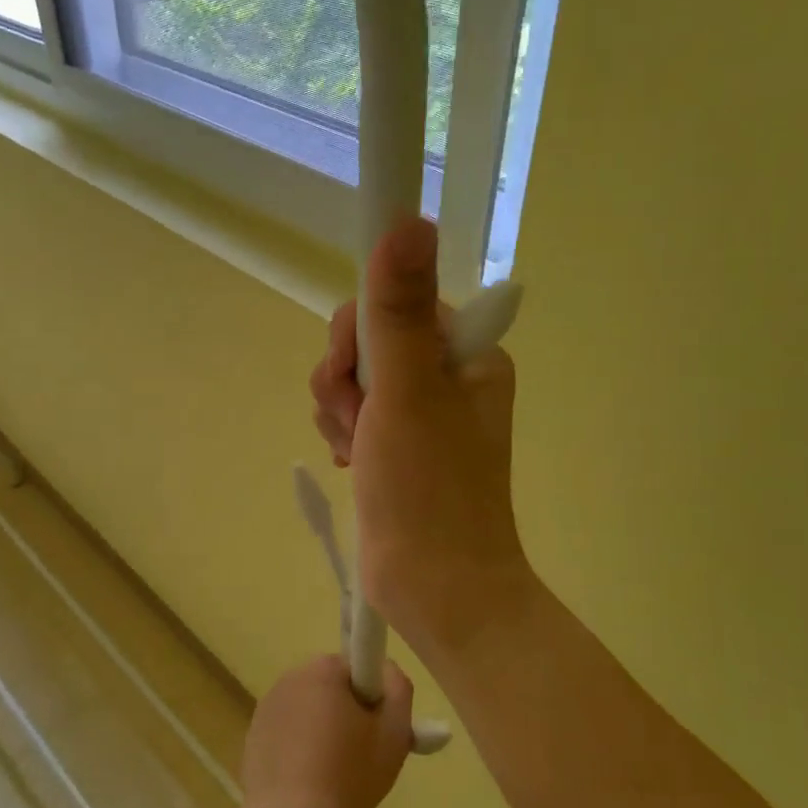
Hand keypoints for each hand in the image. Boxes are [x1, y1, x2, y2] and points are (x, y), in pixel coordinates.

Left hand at [236, 655, 412, 807]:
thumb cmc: (350, 776)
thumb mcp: (394, 732)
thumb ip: (398, 688)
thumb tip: (385, 669)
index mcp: (320, 670)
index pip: (355, 667)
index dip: (371, 696)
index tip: (377, 729)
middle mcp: (288, 679)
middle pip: (330, 688)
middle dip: (347, 713)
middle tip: (362, 755)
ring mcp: (266, 709)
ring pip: (308, 712)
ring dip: (322, 731)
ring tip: (335, 776)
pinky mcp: (253, 738)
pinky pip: (287, 734)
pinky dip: (300, 751)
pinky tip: (309, 785)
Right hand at [308, 218, 536, 660]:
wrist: (435, 588)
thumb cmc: (427, 489)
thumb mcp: (408, 391)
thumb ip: (399, 308)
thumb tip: (407, 219)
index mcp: (467, 353)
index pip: (396, 302)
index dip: (361, 331)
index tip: (356, 371)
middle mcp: (447, 375)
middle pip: (369, 340)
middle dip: (347, 379)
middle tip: (361, 421)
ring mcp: (421, 412)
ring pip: (354, 378)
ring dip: (341, 410)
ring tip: (359, 451)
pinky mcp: (397, 445)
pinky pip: (354, 413)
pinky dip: (344, 433)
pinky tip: (353, 462)